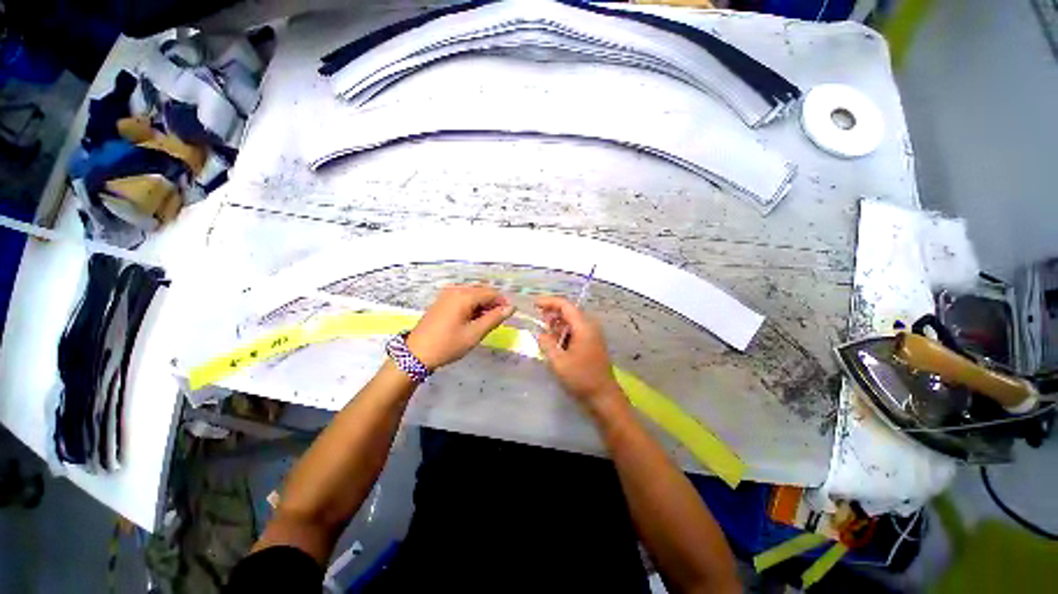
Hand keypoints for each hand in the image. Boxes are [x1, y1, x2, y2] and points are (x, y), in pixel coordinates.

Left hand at [407, 285, 514, 369]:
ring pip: (472, 294)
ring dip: (482, 304)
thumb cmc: (447, 345)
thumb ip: (494, 319)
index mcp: (463, 296)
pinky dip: (472, 305)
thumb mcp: (474, 334)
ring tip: (486, 322)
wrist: (416, 354)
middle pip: (481, 291)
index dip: (502, 302)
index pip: (490, 293)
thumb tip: (510, 308)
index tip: (510, 314)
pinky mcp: (441, 301)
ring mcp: (446, 294)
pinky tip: (473, 319)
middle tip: (498, 320)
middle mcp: (455, 290)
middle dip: (493, 303)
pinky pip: (462, 297)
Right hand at [535, 296, 622, 405]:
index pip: (565, 306)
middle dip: (552, 314)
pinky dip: (564, 333)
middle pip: (569, 312)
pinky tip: (555, 343)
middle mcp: (590, 326)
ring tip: (545, 334)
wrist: (603, 396)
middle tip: (538, 322)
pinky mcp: (592, 343)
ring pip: (571, 322)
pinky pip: (575, 331)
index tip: (534, 304)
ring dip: (557, 325)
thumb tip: (540, 333)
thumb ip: (546, 343)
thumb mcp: (558, 361)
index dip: (549, 302)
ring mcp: (592, 335)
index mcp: (583, 327)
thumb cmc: (581, 378)